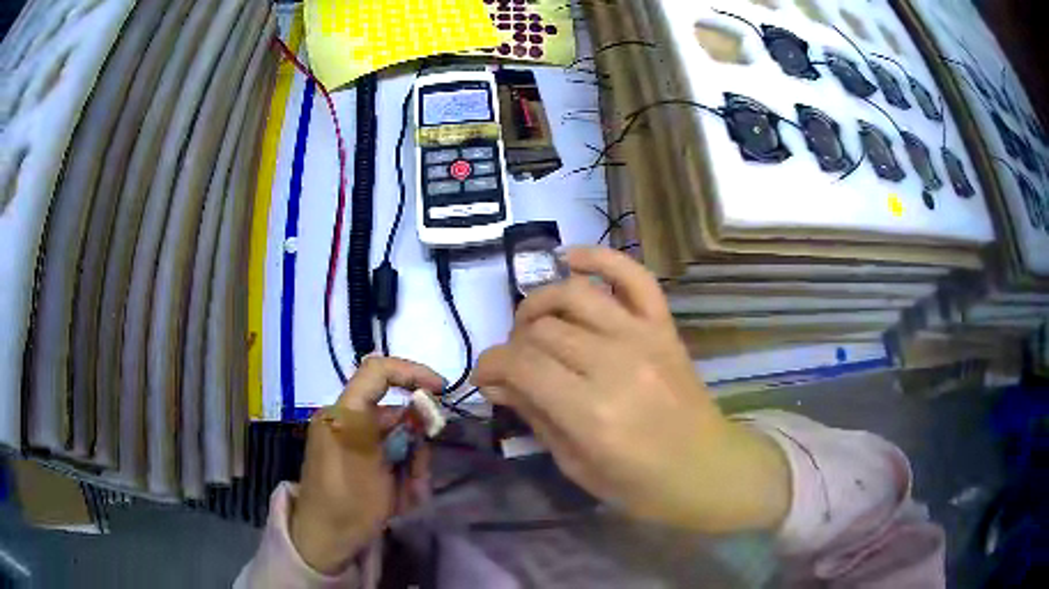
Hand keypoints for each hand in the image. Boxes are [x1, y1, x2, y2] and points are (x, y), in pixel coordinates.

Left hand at [290, 357, 443, 573]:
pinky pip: (388, 455)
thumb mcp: (379, 467)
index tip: (440, 391)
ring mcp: (351, 440)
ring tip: (408, 495)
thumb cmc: (349, 502)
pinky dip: (401, 474)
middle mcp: (347, 420)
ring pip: (397, 438)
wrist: (325, 539)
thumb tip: (424, 407)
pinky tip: (399, 498)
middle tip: (419, 475)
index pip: (378, 371)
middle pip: (394, 413)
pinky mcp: (356, 458)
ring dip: (410, 465)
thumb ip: (403, 433)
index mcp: (344, 413)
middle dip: (415, 443)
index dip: (412, 372)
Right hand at [474, 247, 790, 532]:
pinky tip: (570, 259)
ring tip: (531, 324)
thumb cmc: (640, 484)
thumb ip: (535, 417)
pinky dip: (600, 258)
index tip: (485, 378)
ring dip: (540, 302)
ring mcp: (643, 338)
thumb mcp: (575, 465)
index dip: (490, 366)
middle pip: (541, 329)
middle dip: (513, 345)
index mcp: (590, 412)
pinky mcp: (663, 327)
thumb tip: (496, 383)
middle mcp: (614, 364)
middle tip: (515, 366)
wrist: (706, 470)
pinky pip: (632, 276)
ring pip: (574, 295)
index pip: (520, 365)